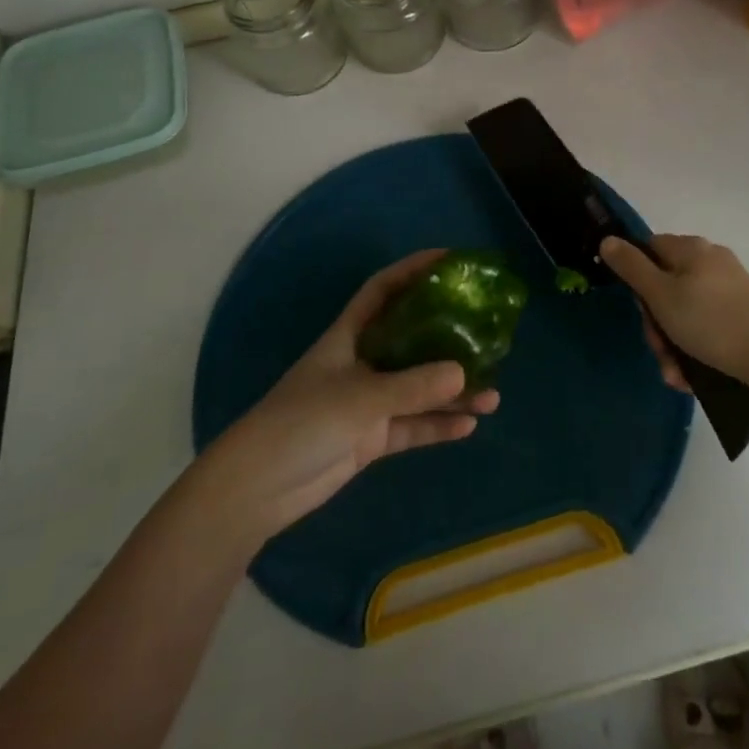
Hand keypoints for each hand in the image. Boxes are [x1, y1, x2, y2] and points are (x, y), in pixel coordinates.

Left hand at [197, 250, 499, 539]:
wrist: (256, 488)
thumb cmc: (301, 422)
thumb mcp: (360, 398)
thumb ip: (412, 387)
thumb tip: (463, 373)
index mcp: (349, 336)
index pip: (383, 289)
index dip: (413, 270)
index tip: (451, 260)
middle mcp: (361, 363)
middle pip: (411, 340)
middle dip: (448, 338)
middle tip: (487, 336)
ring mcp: (366, 402)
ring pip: (418, 389)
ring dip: (452, 393)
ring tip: (492, 395)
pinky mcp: (368, 438)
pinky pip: (411, 426)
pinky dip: (437, 426)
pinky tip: (468, 427)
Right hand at [600, 234, 748, 389]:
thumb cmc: (710, 322)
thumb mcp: (661, 296)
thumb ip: (631, 267)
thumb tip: (607, 240)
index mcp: (690, 248)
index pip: (648, 250)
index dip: (637, 279)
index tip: (641, 311)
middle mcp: (710, 260)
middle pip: (665, 285)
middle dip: (657, 324)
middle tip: (661, 352)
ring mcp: (729, 286)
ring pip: (684, 311)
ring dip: (673, 344)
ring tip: (677, 374)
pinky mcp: (742, 311)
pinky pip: (706, 324)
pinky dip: (695, 347)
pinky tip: (693, 375)